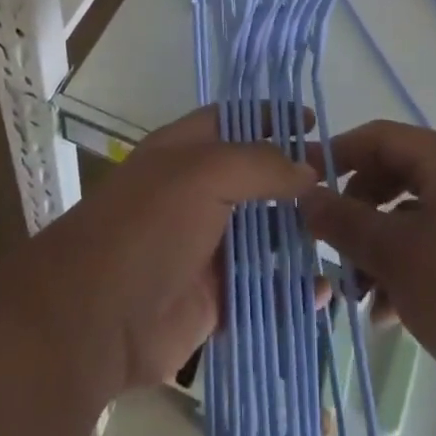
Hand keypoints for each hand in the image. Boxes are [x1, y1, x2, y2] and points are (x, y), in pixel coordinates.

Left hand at [33, 107, 317, 392]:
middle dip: (295, 182)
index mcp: (187, 150)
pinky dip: (290, 292)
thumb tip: (307, 169)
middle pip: (255, 179)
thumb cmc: (149, 224)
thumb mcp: (205, 172)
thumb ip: (260, 164)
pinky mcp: (213, 299)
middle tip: (342, 190)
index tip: (316, 124)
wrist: (94, 317)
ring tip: (341, 240)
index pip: (237, 120)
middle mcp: (197, 192)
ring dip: (298, 239)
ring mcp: (205, 246)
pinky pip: (261, 290)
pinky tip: (322, 293)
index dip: (273, 118)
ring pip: (262, 236)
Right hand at [303, 120, 435, 404]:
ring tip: (355, 294)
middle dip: (356, 214)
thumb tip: (306, 196)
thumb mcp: (393, 252)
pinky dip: (406, 275)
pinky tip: (388, 315)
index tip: (303, 182)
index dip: (337, 154)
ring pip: (411, 222)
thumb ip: (344, 221)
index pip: (378, 137)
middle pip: (393, 180)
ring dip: (377, 252)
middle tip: (329, 245)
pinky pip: (434, 254)